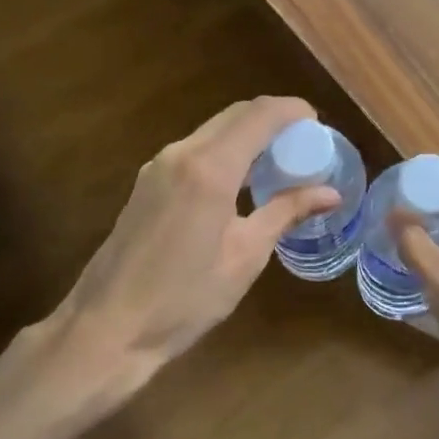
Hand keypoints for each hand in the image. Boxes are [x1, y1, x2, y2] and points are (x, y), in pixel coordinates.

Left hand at [52, 97, 337, 389]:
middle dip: (273, 120)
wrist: (108, 329)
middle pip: (236, 115)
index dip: (293, 110)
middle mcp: (181, 154)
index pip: (259, 115)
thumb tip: (331, 193)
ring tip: (280, 164)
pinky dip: (226, 151)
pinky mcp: (147, 182)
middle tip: (305, 146)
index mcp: (210, 169)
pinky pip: (196, 149)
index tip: (319, 124)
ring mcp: (159, 166)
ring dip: (249, 135)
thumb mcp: (246, 256)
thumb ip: (286, 212)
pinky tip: (242, 183)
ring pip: (214, 130)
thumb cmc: (184, 299)